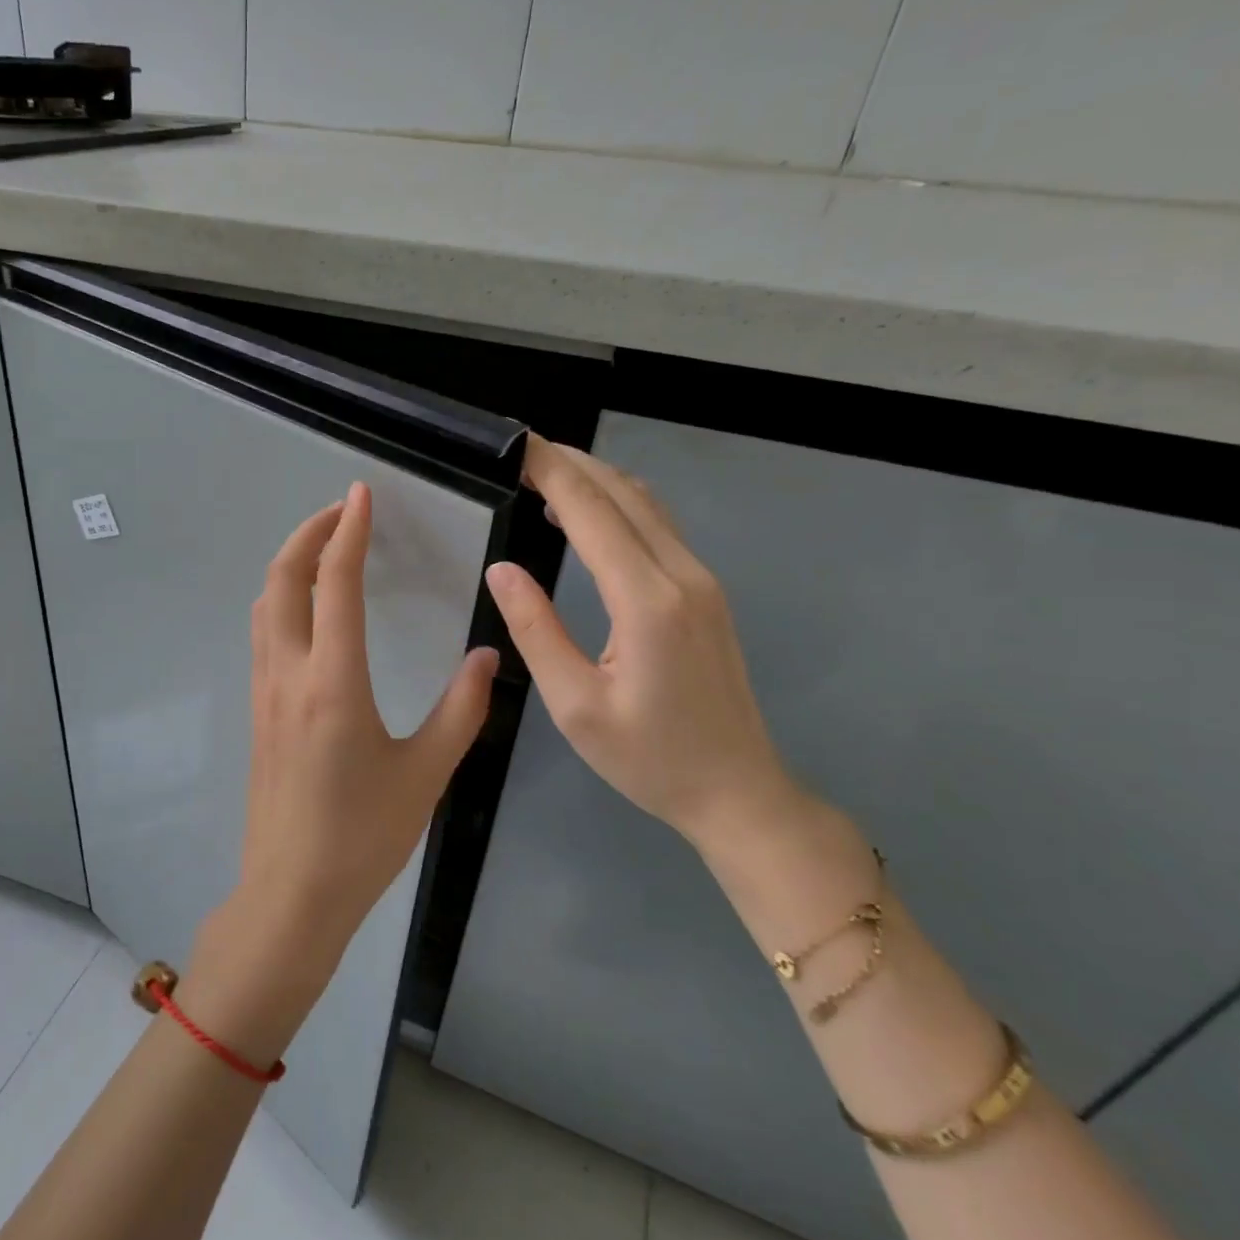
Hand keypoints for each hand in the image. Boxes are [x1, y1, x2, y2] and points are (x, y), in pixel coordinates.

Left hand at [238, 481, 498, 952]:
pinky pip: (264, 633)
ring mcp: (265, 691)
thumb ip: (461, 710)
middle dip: (308, 534)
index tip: (361, 494)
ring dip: (290, 563)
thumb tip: (486, 657)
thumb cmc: (363, 837)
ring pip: (265, 605)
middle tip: (342, 511)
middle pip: (282, 580)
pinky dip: (282, 598)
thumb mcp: (426, 774)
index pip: (336, 584)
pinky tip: (308, 608)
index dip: (349, 531)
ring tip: (324, 548)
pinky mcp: (258, 710)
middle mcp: (290, 674)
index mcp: (333, 682)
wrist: (292, 892)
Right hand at [484, 437, 797, 843]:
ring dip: (597, 480)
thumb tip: (501, 569)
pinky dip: (619, 505)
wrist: (738, 793)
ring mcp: (702, 582)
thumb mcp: (574, 704)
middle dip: (572, 464)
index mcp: (647, 601)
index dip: (552, 472)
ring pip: (647, 505)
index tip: (516, 446)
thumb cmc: (648, 758)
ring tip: (547, 475)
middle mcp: (682, 576)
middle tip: (522, 453)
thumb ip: (537, 629)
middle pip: (624, 493)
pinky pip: (659, 528)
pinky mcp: (706, 594)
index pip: (593, 512)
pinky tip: (588, 518)